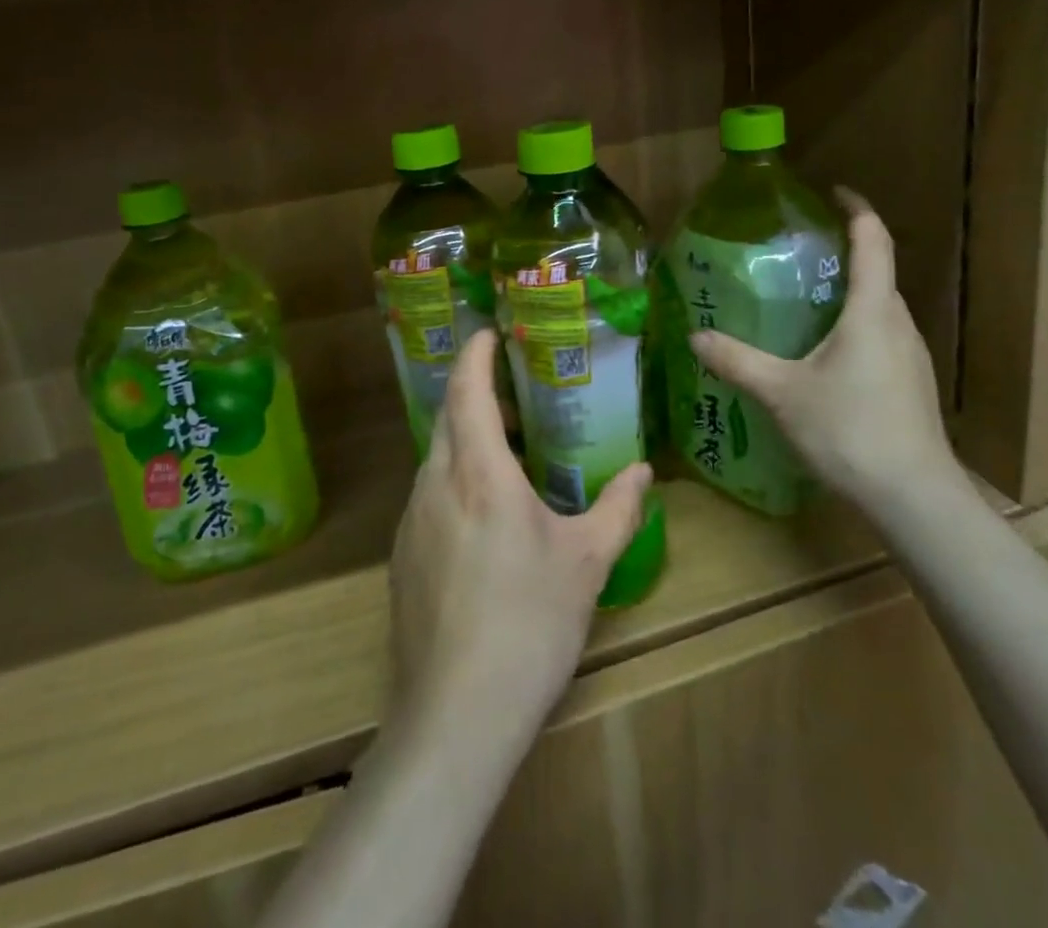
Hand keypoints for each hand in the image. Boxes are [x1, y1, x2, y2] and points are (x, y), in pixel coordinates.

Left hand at [386, 329, 650, 752]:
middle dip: (474, 393)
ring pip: (436, 458)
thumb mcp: (587, 562)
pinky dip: (453, 480)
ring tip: (508, 452)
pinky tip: (485, 518)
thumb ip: (618, 508)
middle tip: (514, 392)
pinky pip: (428, 496)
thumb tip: (644, 470)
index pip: (466, 390)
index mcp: (478, 472)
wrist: (457, 715)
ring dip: (465, 440)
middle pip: (447, 417)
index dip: (475, 354)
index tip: (489, 332)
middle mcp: (435, 484)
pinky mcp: (402, 557)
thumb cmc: (530, 623)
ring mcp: (411, 522)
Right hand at [690, 190, 961, 512]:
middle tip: (799, 253)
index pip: (873, 241)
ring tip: (804, 301)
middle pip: (878, 273)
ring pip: (880, 308)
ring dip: (849, 294)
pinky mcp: (912, 383)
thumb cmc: (849, 430)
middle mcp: (898, 323)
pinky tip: (824, 356)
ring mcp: (911, 355)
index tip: (834, 192)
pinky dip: (855, 327)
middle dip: (845, 253)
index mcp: (872, 311)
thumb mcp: (782, 393)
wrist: (913, 497)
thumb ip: (737, 361)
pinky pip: (881, 336)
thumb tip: (695, 336)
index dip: (857, 209)